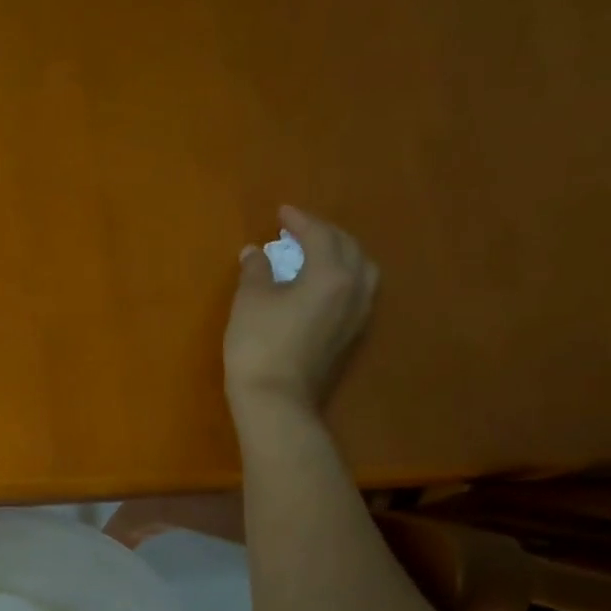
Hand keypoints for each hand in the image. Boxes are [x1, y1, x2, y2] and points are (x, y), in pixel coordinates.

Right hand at [224, 205, 377, 419]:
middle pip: (348, 248)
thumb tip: (256, 253)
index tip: (281, 212)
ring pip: (360, 270)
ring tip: (317, 252)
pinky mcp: (351, 335)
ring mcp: (357, 315)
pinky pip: (356, 291)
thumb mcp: (250, 300)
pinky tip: (322, 282)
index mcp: (332, 274)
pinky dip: (342, 276)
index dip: (299, 220)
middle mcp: (354, 289)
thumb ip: (257, 270)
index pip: (320, 235)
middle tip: (298, 229)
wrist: (275, 399)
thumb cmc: (259, 344)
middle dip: (324, 233)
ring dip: (340, 254)